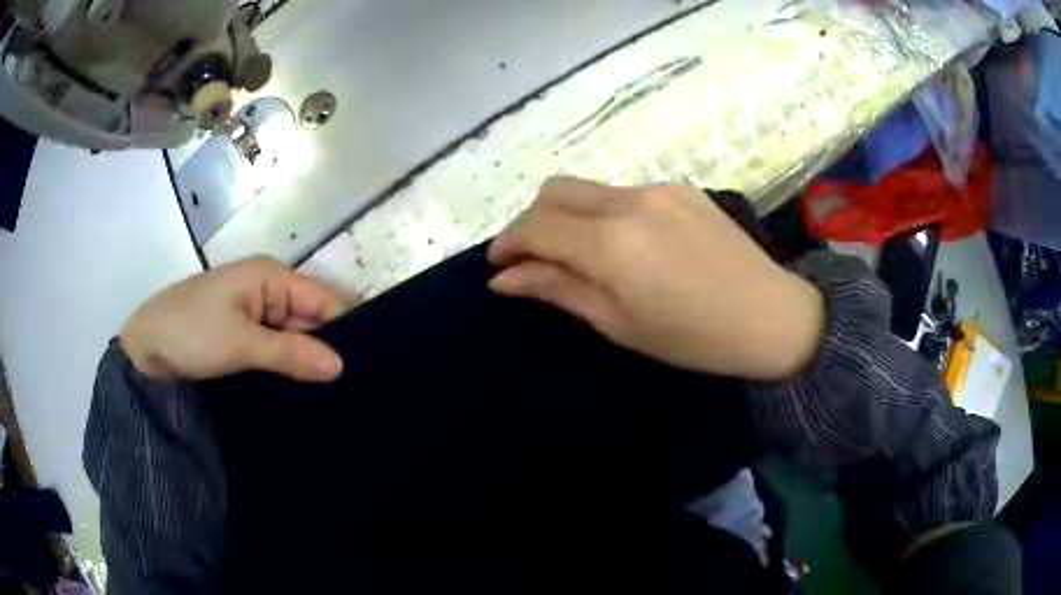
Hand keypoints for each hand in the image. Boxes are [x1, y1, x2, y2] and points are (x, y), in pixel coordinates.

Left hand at [121, 256, 345, 381]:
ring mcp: (252, 311)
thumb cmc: (191, 332)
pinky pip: (273, 346)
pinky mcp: (241, 333)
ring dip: (303, 361)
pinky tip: (298, 389)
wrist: (144, 348)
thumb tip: (341, 366)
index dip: (340, 332)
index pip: (322, 301)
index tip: (358, 371)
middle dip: (323, 350)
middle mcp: (266, 288)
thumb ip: (291, 353)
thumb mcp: (241, 343)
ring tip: (327, 395)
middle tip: (345, 390)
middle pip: (308, 318)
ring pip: (291, 335)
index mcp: (270, 276)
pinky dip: (284, 365)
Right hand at [488, 177, 824, 380]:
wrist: (771, 317)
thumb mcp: (617, 323)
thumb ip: (556, 289)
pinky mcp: (681, 188)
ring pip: (589, 189)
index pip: (535, 225)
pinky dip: (605, 213)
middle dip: (531, 221)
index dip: (508, 243)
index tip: (499, 266)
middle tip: (533, 258)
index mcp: (611, 243)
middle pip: (554, 190)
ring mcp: (659, 188)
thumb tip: (503, 278)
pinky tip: (629, 245)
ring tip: (583, 256)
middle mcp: (629, 201)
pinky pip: (625, 193)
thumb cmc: (692, 338)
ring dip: (569, 216)